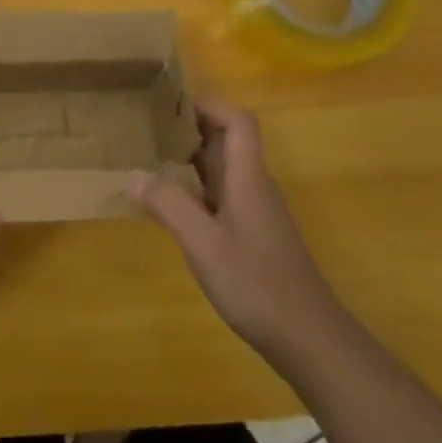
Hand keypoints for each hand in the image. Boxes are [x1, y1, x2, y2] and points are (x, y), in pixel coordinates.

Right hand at [131, 98, 344, 367]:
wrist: (308, 338)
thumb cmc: (256, 283)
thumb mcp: (203, 243)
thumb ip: (168, 204)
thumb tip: (133, 174)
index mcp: (247, 177)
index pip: (238, 122)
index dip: (208, 105)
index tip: (168, 104)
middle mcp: (254, 186)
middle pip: (227, 140)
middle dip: (189, 127)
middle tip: (147, 127)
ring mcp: (255, 210)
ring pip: (222, 168)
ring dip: (190, 158)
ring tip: (148, 157)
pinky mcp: (252, 233)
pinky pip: (221, 194)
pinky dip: (194, 187)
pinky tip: (169, 203)